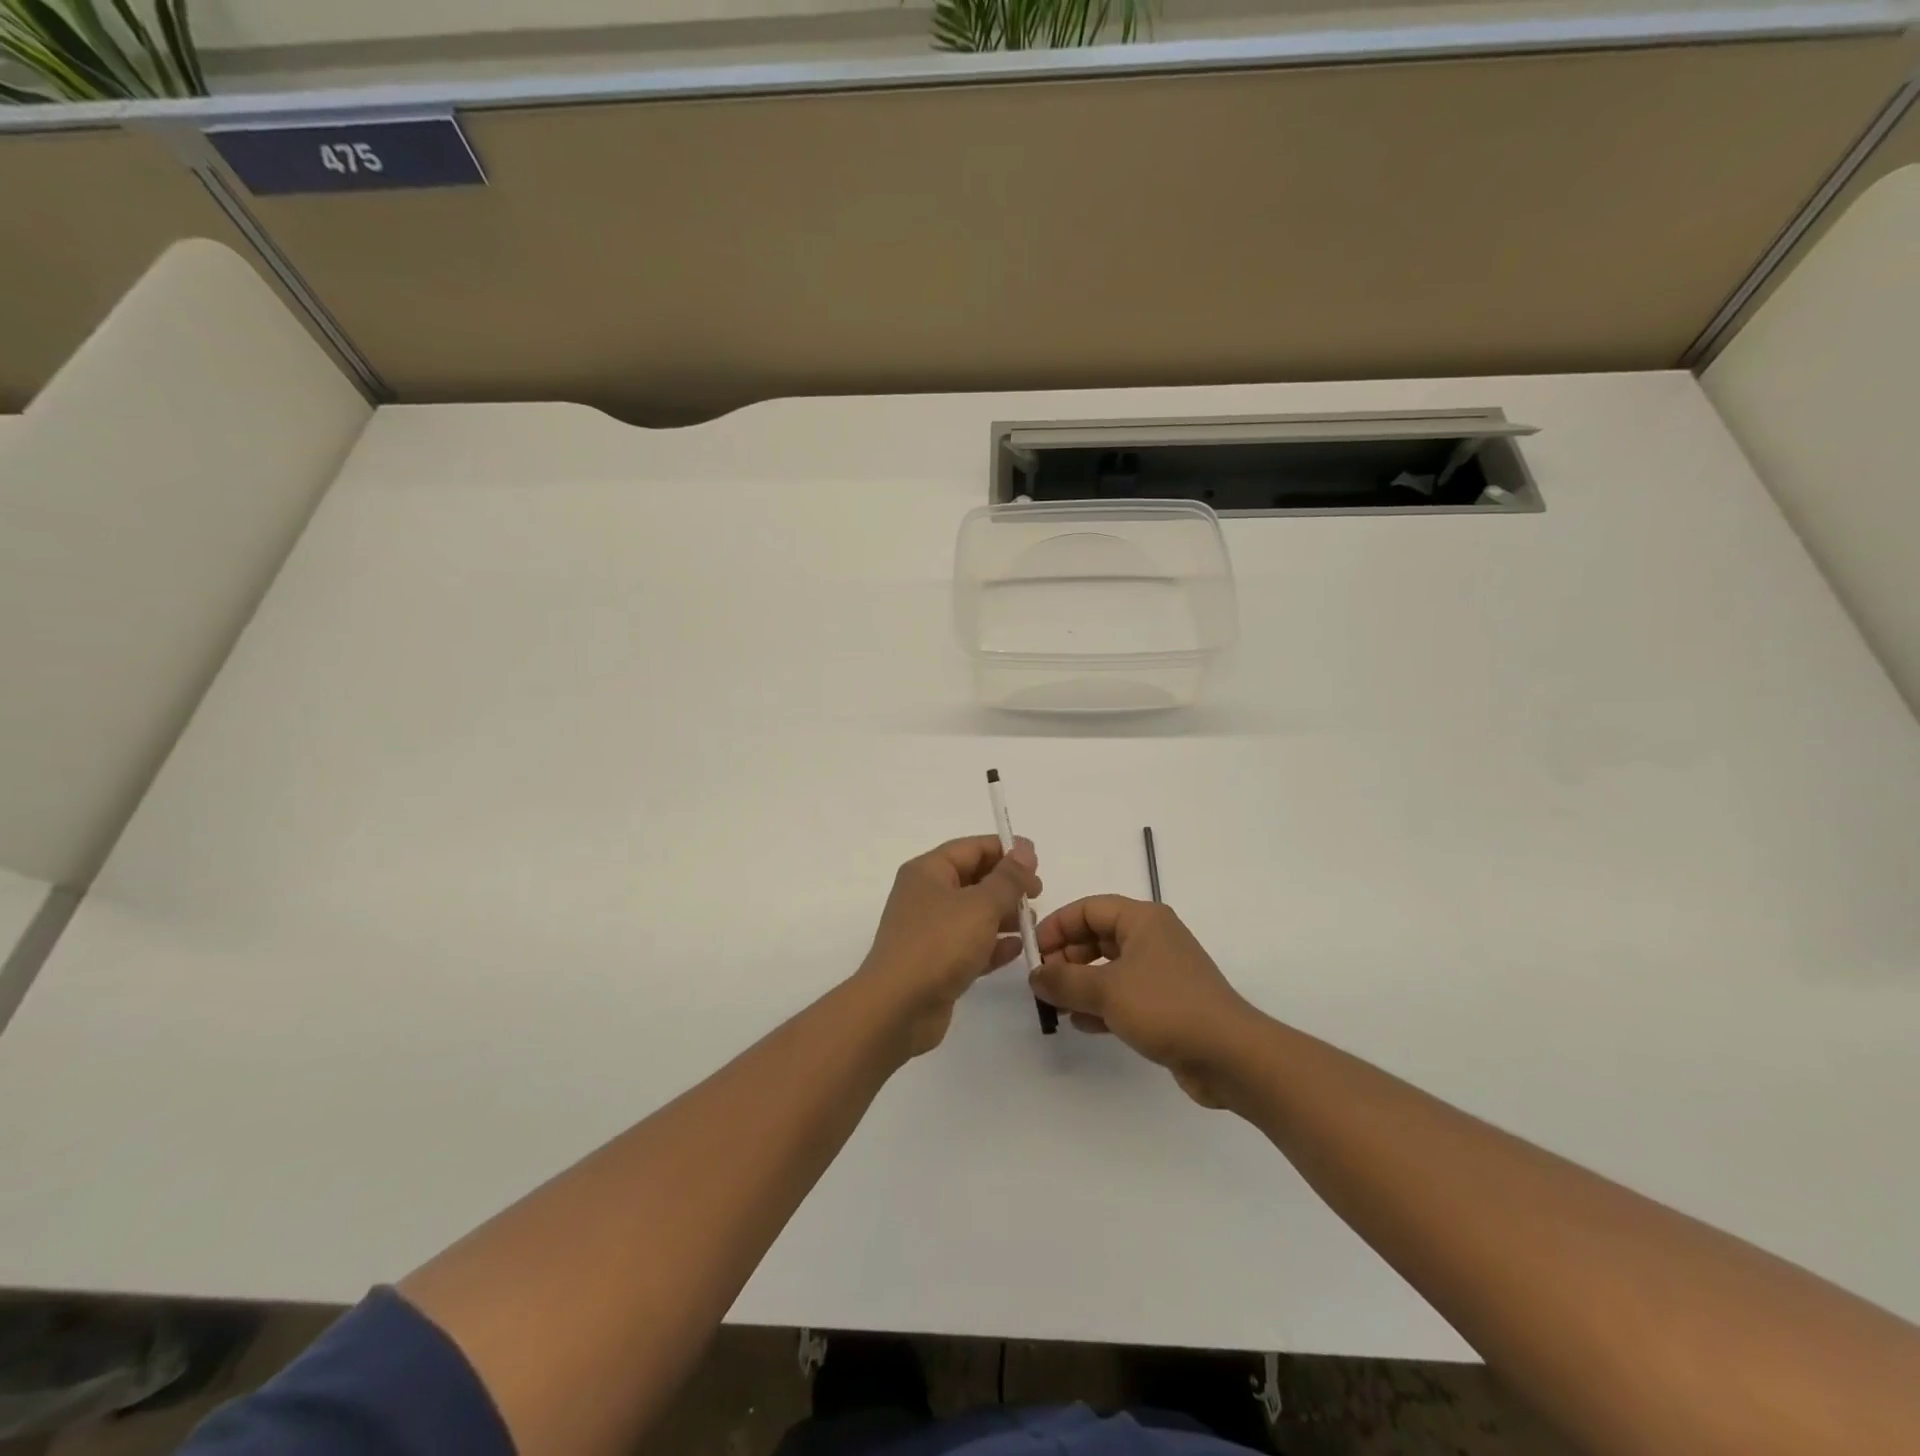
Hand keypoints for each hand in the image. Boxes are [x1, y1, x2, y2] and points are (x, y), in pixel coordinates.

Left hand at [859, 836, 1040, 1057]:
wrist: (897, 1008)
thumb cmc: (939, 944)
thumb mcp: (981, 905)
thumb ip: (1008, 878)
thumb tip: (1025, 849)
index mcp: (928, 871)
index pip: (971, 848)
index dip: (1006, 850)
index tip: (1037, 862)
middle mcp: (926, 895)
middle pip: (973, 879)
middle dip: (1007, 885)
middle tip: (1038, 895)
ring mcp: (929, 931)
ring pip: (973, 914)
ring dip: (1004, 915)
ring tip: (1032, 924)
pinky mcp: (936, 963)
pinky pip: (970, 945)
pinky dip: (993, 945)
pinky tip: (1018, 950)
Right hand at [1032, 897, 1257, 1107]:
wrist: (1230, 1055)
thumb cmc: (1166, 1007)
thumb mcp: (1107, 990)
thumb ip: (1064, 981)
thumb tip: (1035, 976)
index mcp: (1143, 919)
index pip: (1089, 908)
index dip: (1058, 926)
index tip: (1034, 953)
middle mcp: (1152, 938)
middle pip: (1097, 937)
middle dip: (1066, 958)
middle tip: (1043, 984)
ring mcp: (1161, 972)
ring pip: (1108, 968)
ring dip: (1080, 984)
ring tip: (1055, 1006)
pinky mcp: (1166, 1004)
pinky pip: (1123, 994)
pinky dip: (1100, 1004)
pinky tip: (1081, 1024)